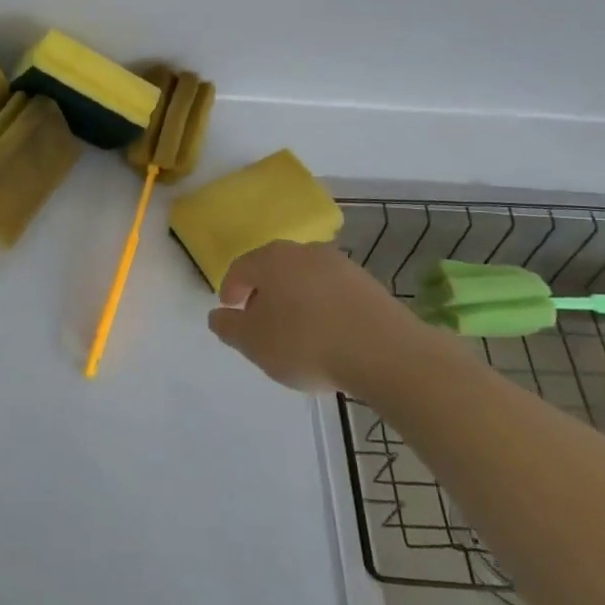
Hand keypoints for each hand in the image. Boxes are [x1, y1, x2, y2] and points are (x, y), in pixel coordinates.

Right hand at [207, 240, 433, 393]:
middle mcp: (304, 251)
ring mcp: (341, 265)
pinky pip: (333, 293)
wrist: (387, 353)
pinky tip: (327, 335)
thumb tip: (218, 315)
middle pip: (274, 269)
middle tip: (260, 322)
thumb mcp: (254, 343)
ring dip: (296, 300)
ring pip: (305, 279)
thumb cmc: (307, 343)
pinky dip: (323, 308)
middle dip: (264, 293)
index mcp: (271, 258)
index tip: (230, 311)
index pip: (240, 268)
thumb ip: (229, 327)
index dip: (230, 289)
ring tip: (296, 332)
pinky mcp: (369, 284)